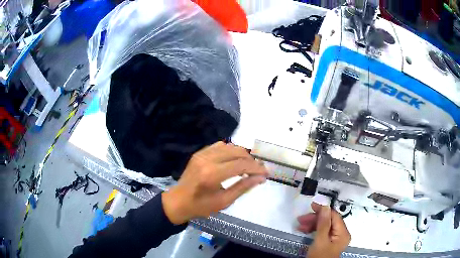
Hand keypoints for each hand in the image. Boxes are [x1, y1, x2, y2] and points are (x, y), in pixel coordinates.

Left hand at [162, 142, 267, 223]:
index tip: (266, 173)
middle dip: (251, 160)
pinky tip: (234, 161)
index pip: (241, 164)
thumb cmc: (200, 206)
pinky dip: (230, 151)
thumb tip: (260, 178)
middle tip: (259, 170)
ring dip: (242, 154)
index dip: (256, 167)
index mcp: (212, 174)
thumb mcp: (224, 201)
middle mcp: (207, 159)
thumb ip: (243, 187)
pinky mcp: (199, 153)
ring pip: (230, 146)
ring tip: (248, 166)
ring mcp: (202, 154)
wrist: (178, 201)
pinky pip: (219, 146)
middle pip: (237, 152)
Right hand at [297, 203, 350, 257]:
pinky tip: (304, 230)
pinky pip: (323, 232)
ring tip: (300, 226)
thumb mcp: (320, 241)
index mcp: (343, 232)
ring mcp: (335, 238)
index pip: (334, 216)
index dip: (323, 210)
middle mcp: (341, 233)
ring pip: (325, 226)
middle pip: (329, 221)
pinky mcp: (329, 242)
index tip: (311, 206)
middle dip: (315, 219)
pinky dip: (313, 231)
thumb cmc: (320, 256)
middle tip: (301, 219)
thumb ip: (324, 224)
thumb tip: (325, 206)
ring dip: (312, 224)